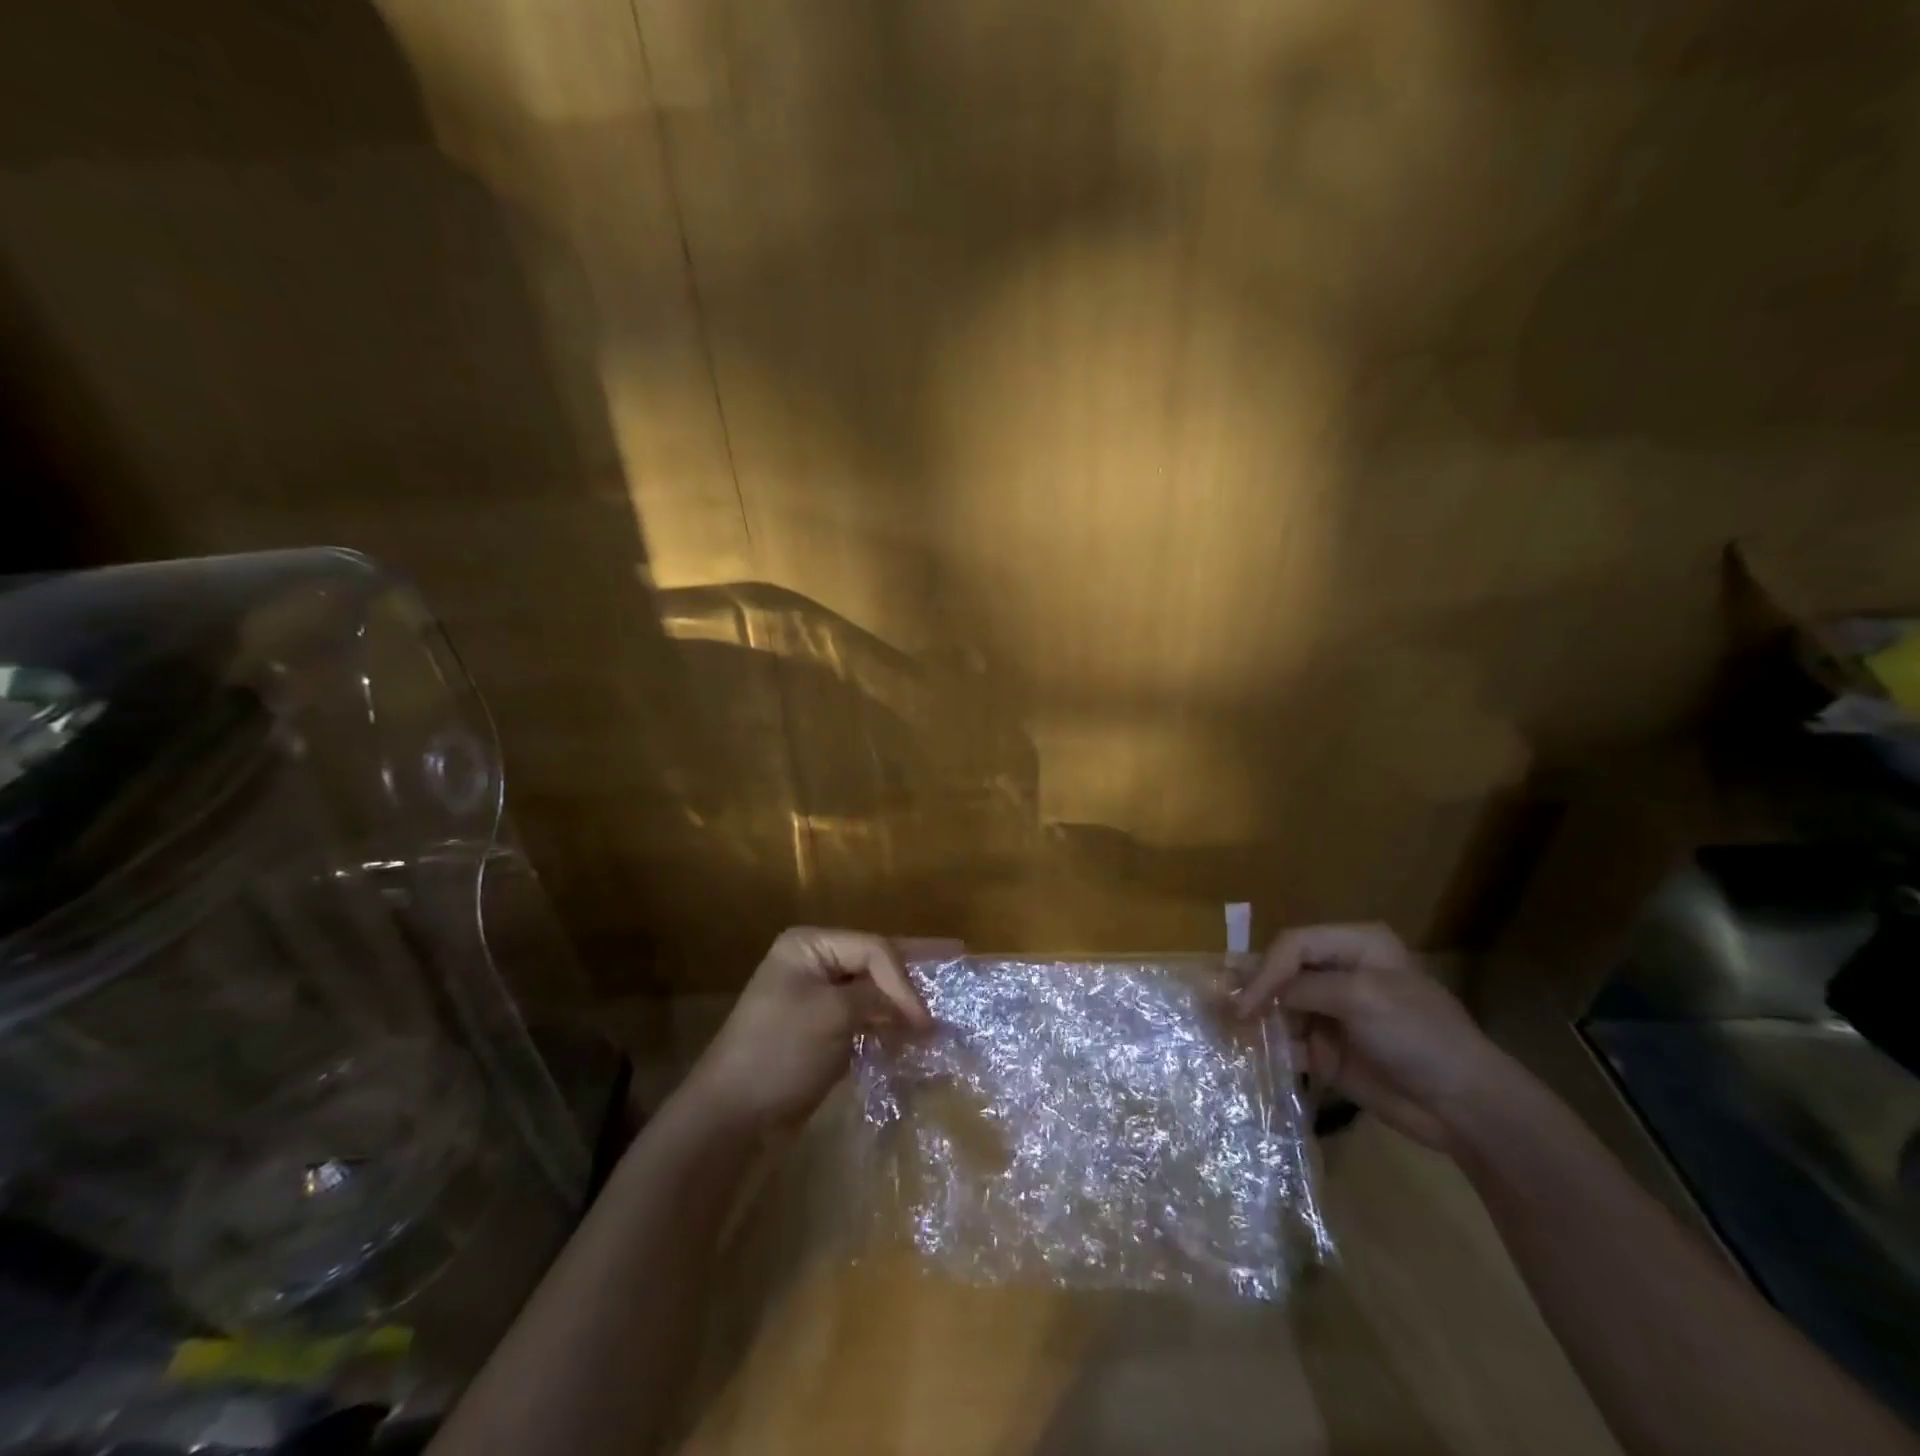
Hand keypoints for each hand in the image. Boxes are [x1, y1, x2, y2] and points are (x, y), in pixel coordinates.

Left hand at [689, 927, 933, 1132]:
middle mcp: (815, 963)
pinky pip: (865, 1018)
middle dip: (915, 966)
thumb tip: (918, 1010)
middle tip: (958, 956)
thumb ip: (878, 999)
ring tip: (945, 999)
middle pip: (876, 961)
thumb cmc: (779, 1051)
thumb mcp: (832, 1015)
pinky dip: (889, 1024)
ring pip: (874, 991)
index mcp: (810, 946)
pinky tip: (916, 1031)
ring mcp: (818, 999)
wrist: (733, 1116)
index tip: (924, 1019)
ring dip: (905, 1000)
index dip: (904, 979)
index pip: (873, 949)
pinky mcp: (823, 1031)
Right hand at [1234, 923, 1515, 1152]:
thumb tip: (1254, 996)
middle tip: (1217, 1001)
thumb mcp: (1361, 998)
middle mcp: (1339, 973)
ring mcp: (1332, 1012)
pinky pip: (1286, 1040)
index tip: (1247, 1002)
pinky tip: (1247, 1050)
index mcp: (1355, 946)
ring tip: (1223, 1025)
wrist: (1463, 1106)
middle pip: (1281, 971)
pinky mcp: (1327, 1049)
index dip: (1266, 968)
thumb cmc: (1418, 1036)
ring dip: (1253, 1015)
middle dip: (1251, 986)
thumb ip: (1303, 988)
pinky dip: (1266, 1044)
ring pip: (1278, 1005)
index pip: (1294, 944)